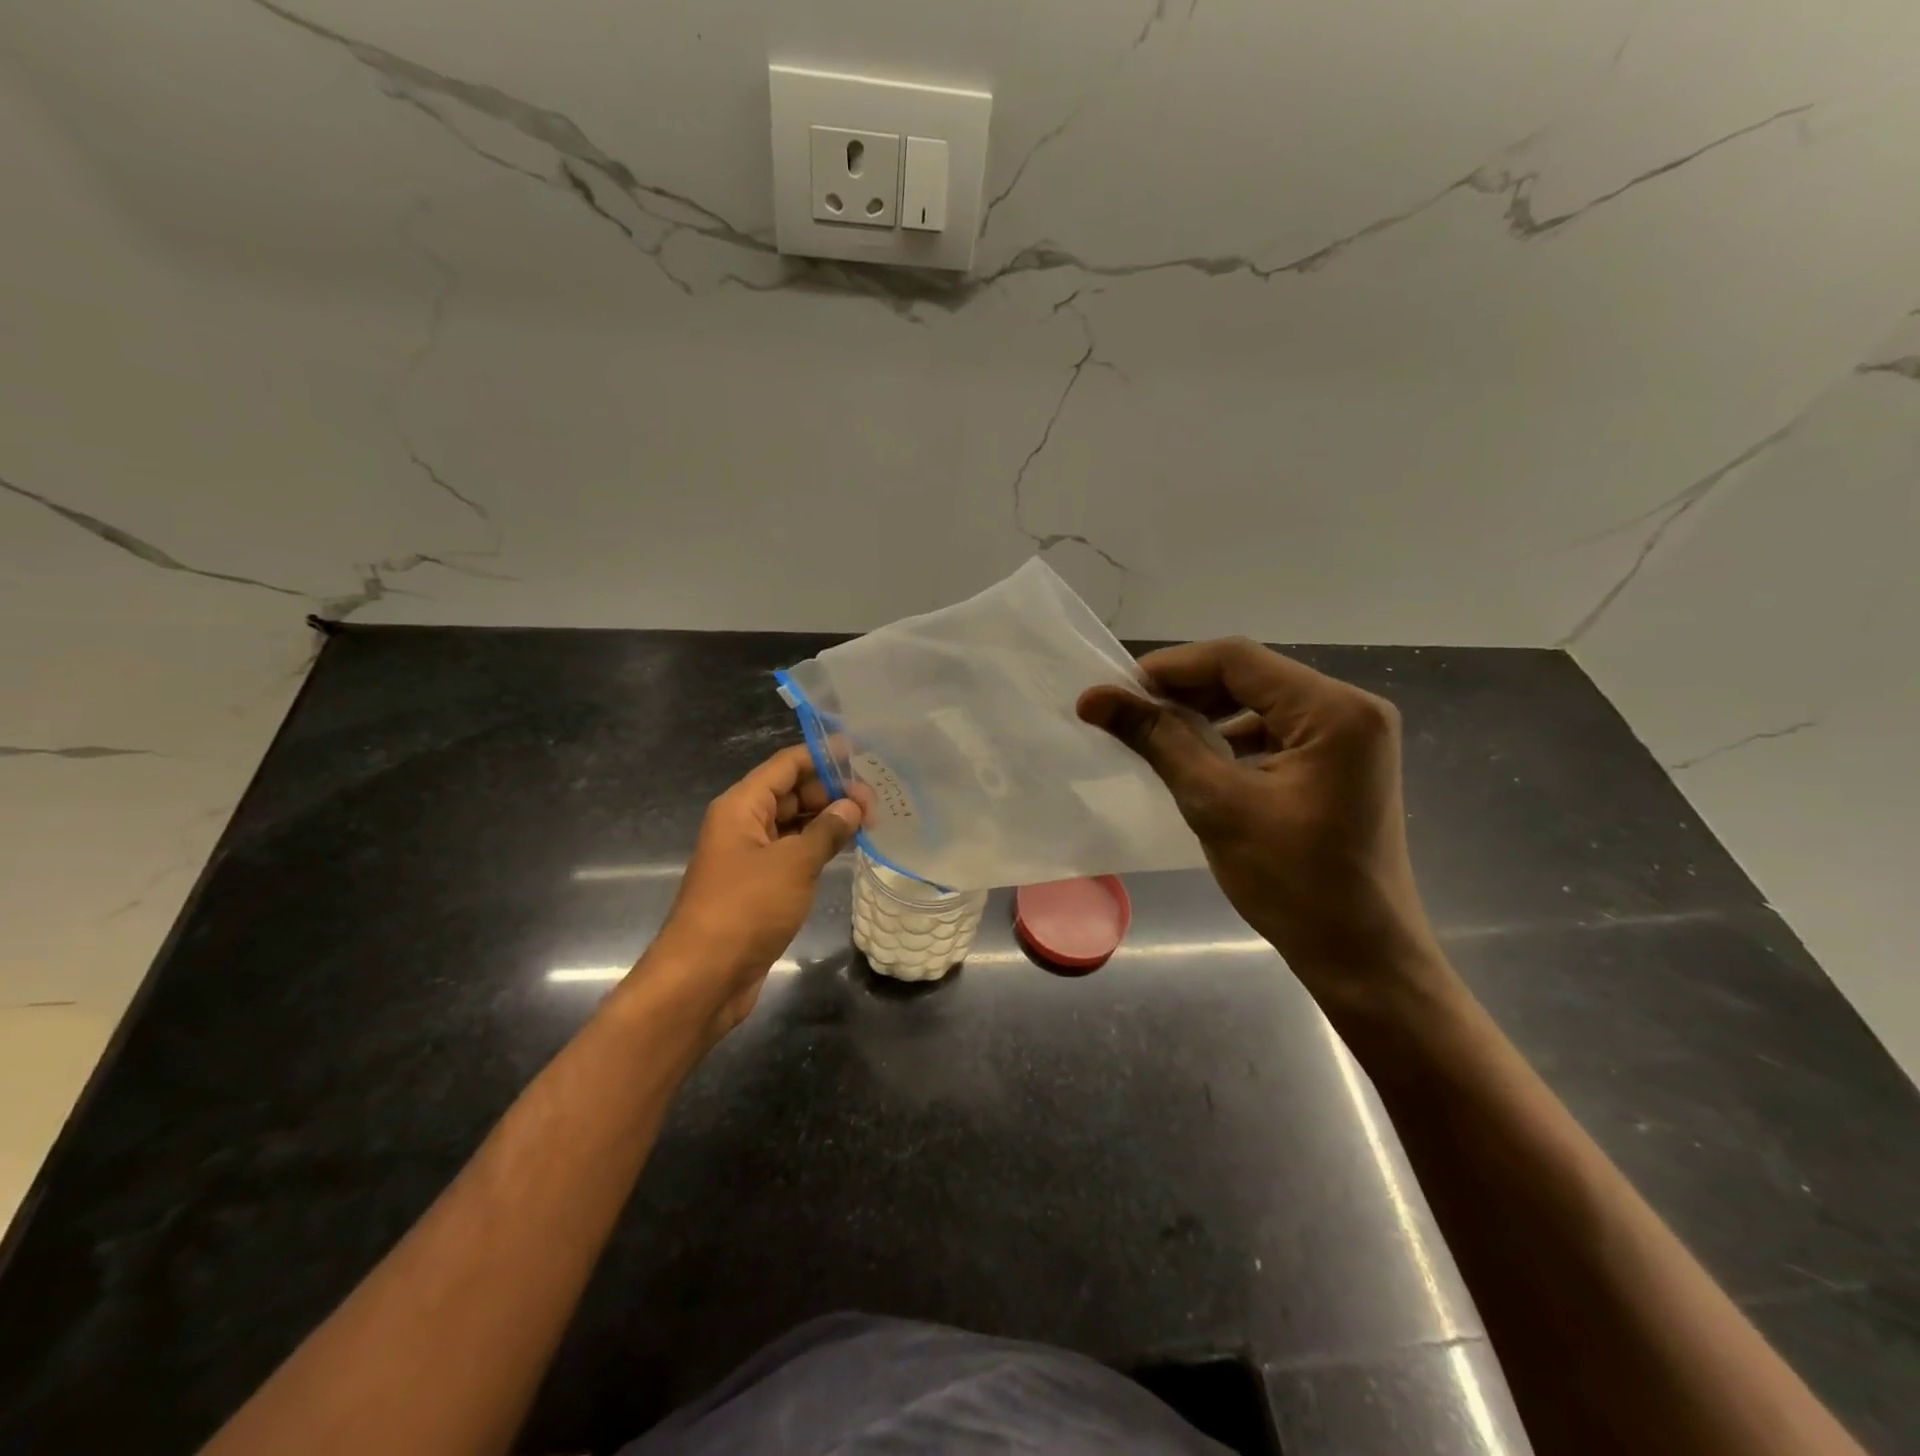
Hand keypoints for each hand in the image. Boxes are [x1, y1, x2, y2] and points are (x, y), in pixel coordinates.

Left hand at [640, 744, 861, 1039]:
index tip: (863, 754)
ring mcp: (751, 856)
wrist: (704, 977)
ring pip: (794, 824)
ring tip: (871, 820)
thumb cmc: (746, 909)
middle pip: (791, 792)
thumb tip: (852, 805)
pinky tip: (848, 848)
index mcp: (742, 807)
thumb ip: (826, 830)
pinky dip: (818, 847)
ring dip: (828, 820)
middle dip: (832, 791)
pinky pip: (793, 853)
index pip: (786, 765)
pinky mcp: (759, 886)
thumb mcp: (793, 864)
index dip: (822, 756)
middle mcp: (744, 824)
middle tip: (877, 800)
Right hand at [1078, 638, 1444, 1014]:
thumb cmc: (1293, 883)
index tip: (1117, 691)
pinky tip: (1198, 760)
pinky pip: (1277, 732)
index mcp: (1334, 710)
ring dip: (1207, 715)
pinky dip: (1232, 739)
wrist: (1361, 957)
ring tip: (1156, 735)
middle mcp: (1351, 709)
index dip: (1170, 667)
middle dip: (1186, 691)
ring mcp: (1351, 737)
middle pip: (1251, 676)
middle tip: (1130, 714)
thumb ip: (1157, 739)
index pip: (1237, 659)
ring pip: (1261, 703)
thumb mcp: (1216, 803)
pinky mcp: (1341, 763)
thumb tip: (1094, 697)